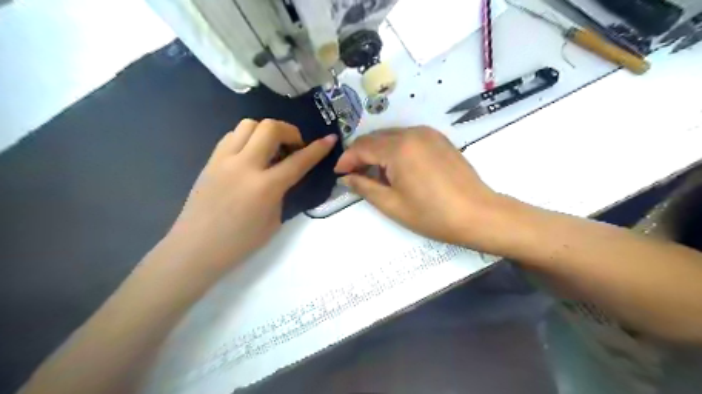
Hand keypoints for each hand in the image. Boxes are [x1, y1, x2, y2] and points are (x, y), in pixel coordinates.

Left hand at [166, 119, 336, 272]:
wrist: (196, 248)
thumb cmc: (240, 242)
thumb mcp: (274, 220)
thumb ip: (283, 193)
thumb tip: (285, 175)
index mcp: (265, 187)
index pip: (299, 161)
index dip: (318, 149)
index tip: (330, 139)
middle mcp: (245, 166)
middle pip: (270, 128)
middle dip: (290, 131)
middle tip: (295, 146)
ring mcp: (224, 160)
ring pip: (249, 124)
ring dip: (267, 131)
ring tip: (271, 148)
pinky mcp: (210, 160)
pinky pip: (232, 136)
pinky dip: (247, 138)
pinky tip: (251, 154)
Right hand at [332, 126, 504, 249]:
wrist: (478, 214)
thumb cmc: (432, 214)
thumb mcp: (392, 204)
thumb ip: (364, 187)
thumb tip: (346, 177)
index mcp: (398, 148)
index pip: (362, 147)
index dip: (346, 159)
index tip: (339, 174)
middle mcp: (412, 133)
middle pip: (375, 138)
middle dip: (361, 155)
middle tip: (355, 176)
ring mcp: (428, 133)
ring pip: (391, 136)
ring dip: (378, 152)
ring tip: (376, 175)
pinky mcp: (439, 139)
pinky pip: (408, 138)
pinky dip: (395, 149)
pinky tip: (398, 168)